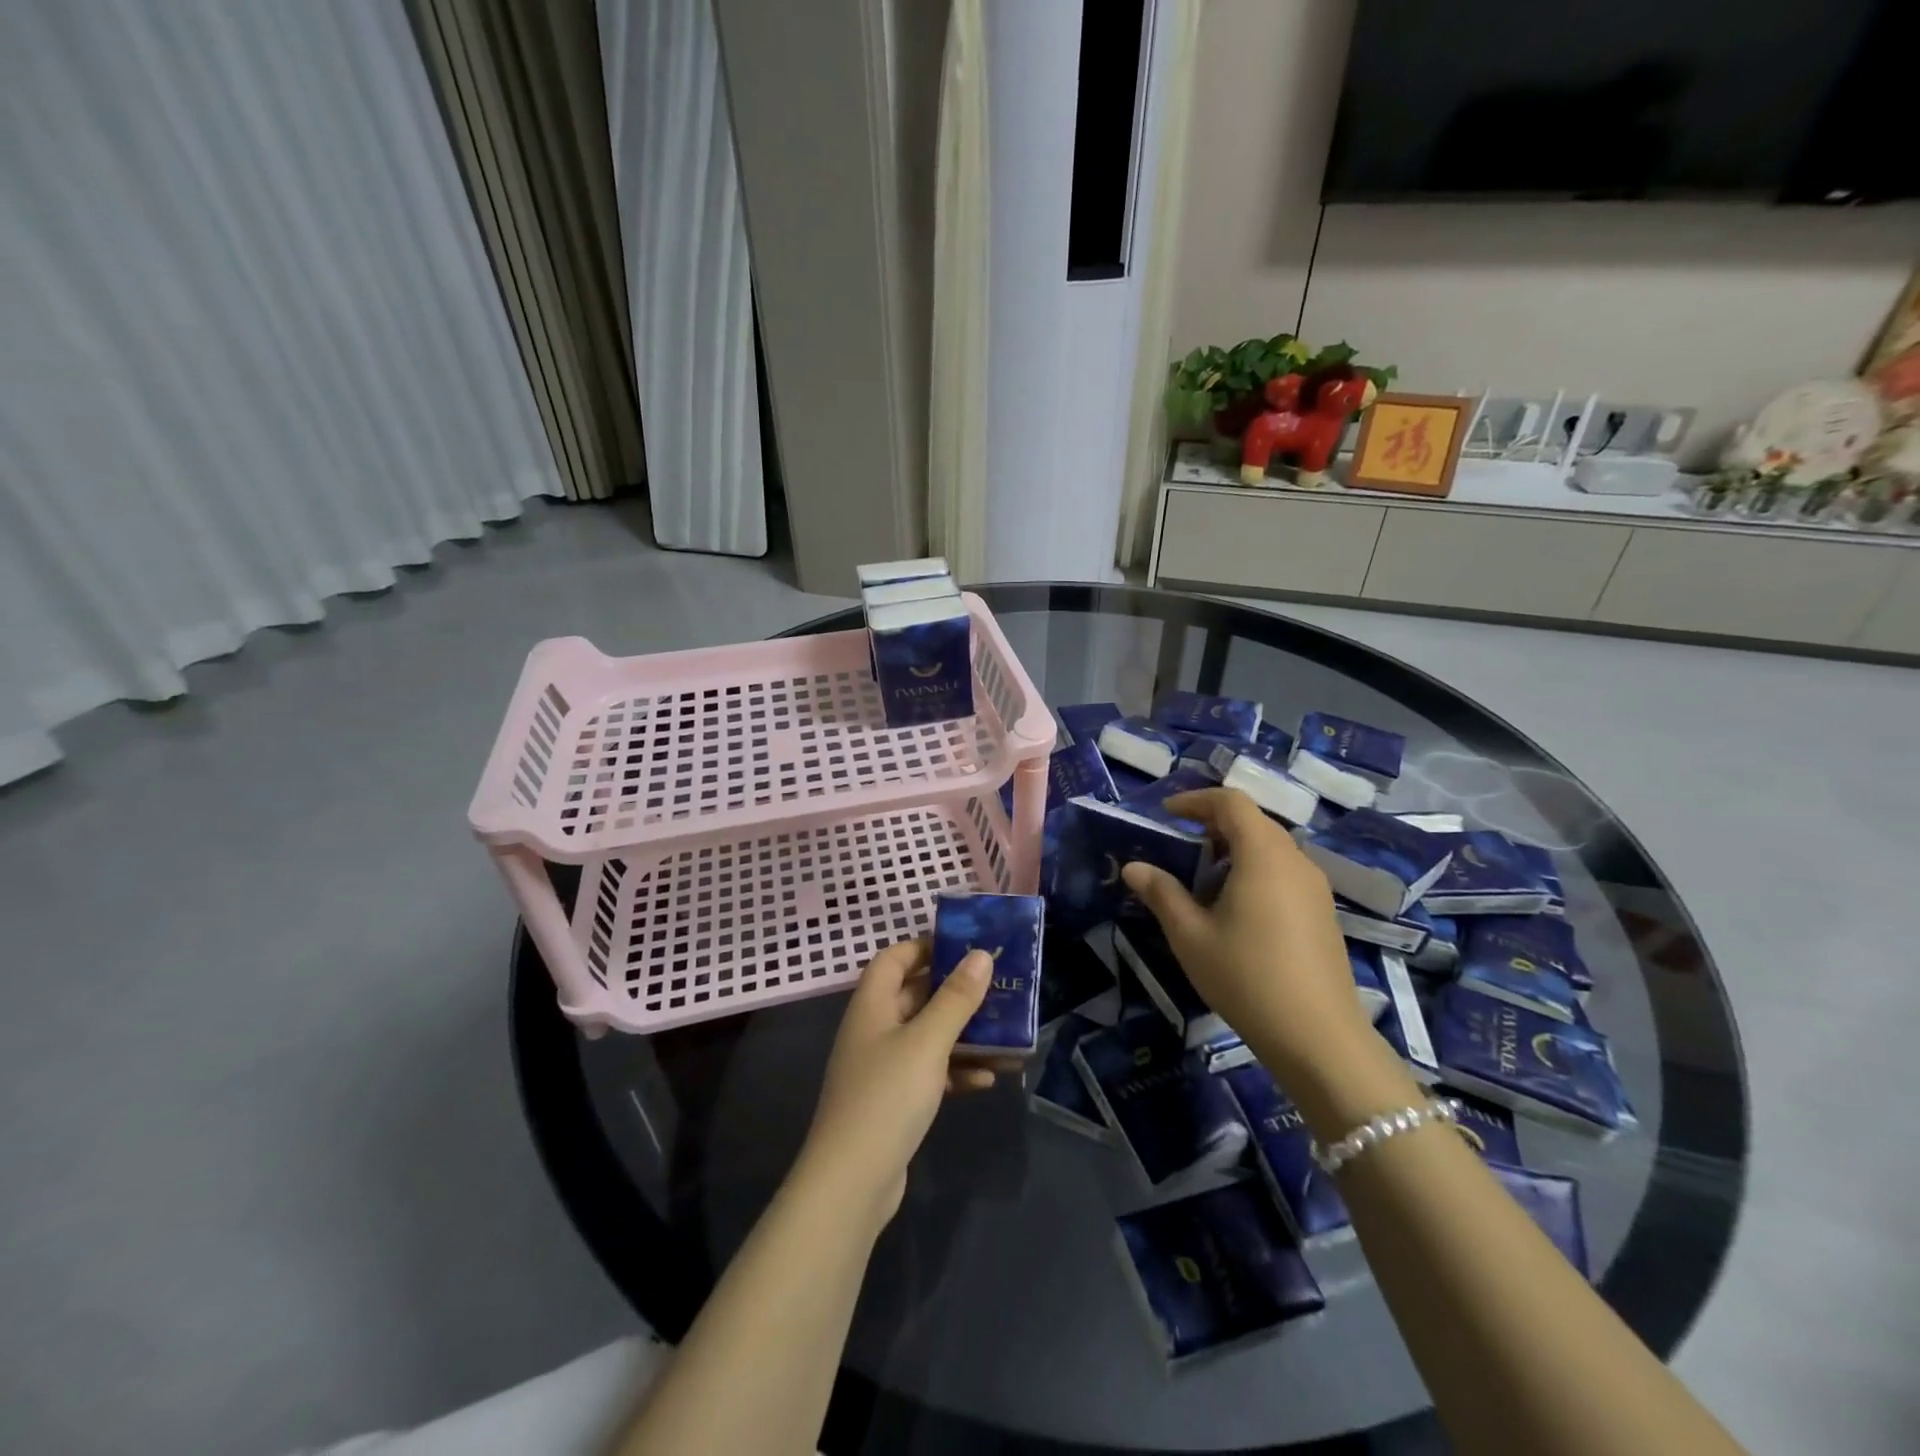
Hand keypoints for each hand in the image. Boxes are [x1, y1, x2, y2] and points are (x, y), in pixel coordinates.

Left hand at [796, 938, 995, 1227]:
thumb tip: (981, 955)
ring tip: (1008, 1036)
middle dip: (958, 993)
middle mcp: (875, 1029)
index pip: (894, 958)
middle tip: (1000, 987)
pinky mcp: (895, 1100)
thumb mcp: (927, 1041)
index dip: (926, 947)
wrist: (852, 1183)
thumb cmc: (887, 1097)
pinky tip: (989, 1079)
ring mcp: (883, 1067)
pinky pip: (931, 1072)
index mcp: (872, 1004)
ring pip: (929, 1036)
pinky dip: (957, 1071)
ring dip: (966, 1035)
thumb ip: (956, 998)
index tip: (966, 947)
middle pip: (917, 996)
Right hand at [1121, 787, 1375, 1082]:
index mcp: (1263, 854)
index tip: (1166, 814)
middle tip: (1179, 844)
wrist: (1318, 1038)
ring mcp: (1315, 887)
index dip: (1196, 800)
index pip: (1231, 802)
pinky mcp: (1323, 912)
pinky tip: (1235, 909)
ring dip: (1234, 849)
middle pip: (1253, 821)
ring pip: (1271, 848)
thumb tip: (1134, 866)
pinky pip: (1284, 872)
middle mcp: (1295, 860)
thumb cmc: (1246, 977)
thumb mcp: (1190, 935)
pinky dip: (1255, 871)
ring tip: (1202, 879)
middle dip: (1213, 824)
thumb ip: (1161, 894)